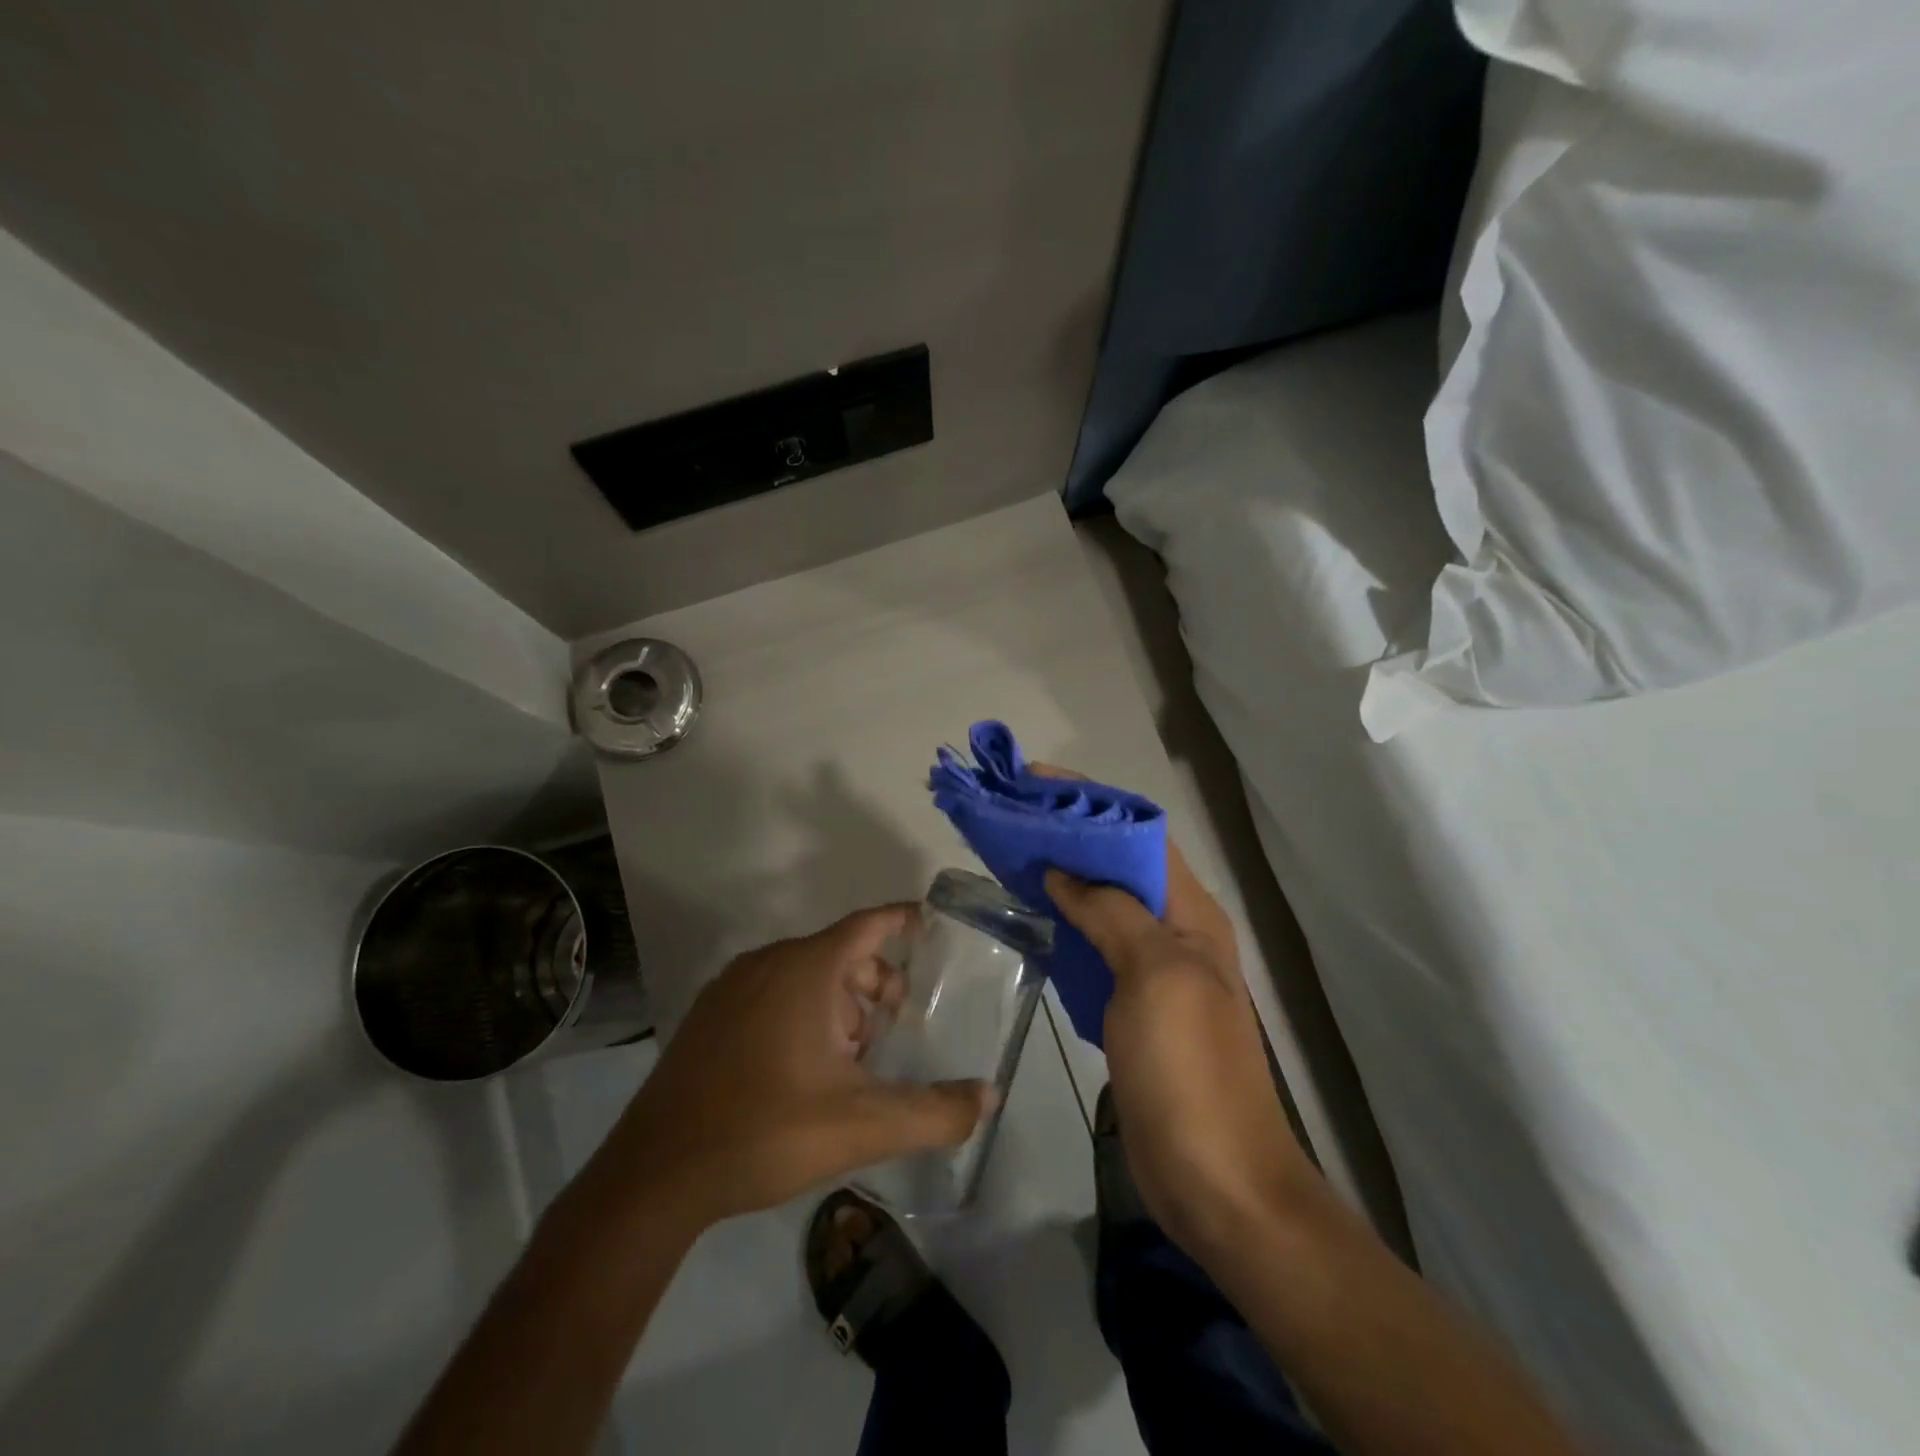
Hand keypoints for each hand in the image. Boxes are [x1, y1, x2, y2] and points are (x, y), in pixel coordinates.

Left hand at [584, 905, 993, 1233]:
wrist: (656, 1175)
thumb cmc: (767, 1131)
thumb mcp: (863, 1125)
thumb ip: (934, 1111)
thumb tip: (989, 1097)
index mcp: (805, 970)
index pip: (867, 925)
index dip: (902, 920)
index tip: (930, 923)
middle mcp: (767, 963)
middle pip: (840, 952)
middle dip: (876, 981)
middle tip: (896, 1026)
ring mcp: (731, 988)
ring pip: (805, 974)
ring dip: (841, 1002)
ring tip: (854, 1057)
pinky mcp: (709, 1017)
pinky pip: (772, 993)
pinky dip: (803, 1011)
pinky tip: (805, 1068)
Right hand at [1032, 768, 1312, 1261]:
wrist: (1216, 1181)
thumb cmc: (1189, 1070)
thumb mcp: (1155, 976)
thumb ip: (1111, 912)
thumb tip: (1065, 871)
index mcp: (1191, 913)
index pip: (1140, 833)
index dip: (1090, 801)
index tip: (1035, 781)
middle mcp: (1176, 931)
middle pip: (1119, 863)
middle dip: (1070, 833)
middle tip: (1012, 816)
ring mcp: (1155, 970)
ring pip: (1104, 903)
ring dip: (1064, 876)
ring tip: (1011, 855)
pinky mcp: (1132, 1005)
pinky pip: (1095, 945)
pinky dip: (1065, 923)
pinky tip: (1031, 917)